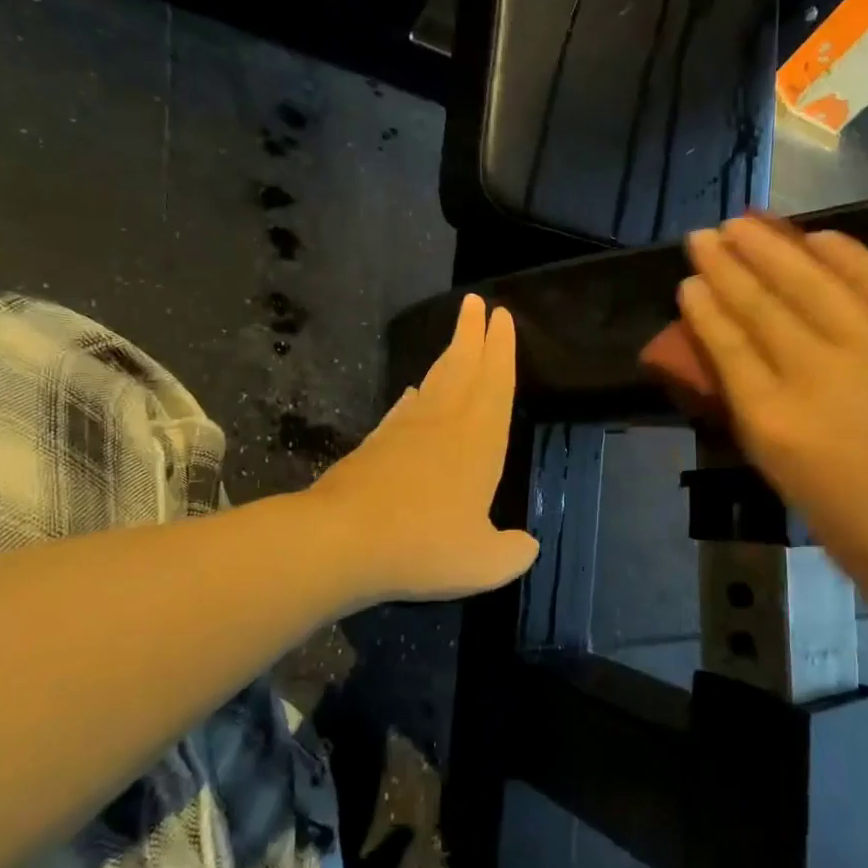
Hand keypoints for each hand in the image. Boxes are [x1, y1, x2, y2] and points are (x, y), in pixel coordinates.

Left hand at [307, 294, 539, 603]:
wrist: (342, 540)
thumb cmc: (424, 545)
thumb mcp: (483, 563)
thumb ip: (511, 554)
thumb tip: (525, 545)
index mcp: (479, 441)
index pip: (496, 383)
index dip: (502, 349)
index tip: (501, 316)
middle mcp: (445, 424)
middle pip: (463, 368)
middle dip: (472, 334)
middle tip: (475, 304)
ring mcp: (406, 431)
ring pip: (434, 382)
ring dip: (448, 357)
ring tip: (457, 342)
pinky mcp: (375, 445)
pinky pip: (402, 410)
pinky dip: (414, 396)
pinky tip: (413, 394)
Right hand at [679, 217, 867, 617]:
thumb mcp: (803, 496)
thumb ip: (778, 434)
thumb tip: (764, 389)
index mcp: (777, 426)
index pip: (727, 350)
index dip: (704, 310)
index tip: (689, 281)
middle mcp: (815, 374)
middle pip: (761, 306)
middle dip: (726, 266)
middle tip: (704, 235)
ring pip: (812, 282)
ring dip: (772, 248)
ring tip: (743, 222)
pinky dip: (847, 256)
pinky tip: (820, 236)